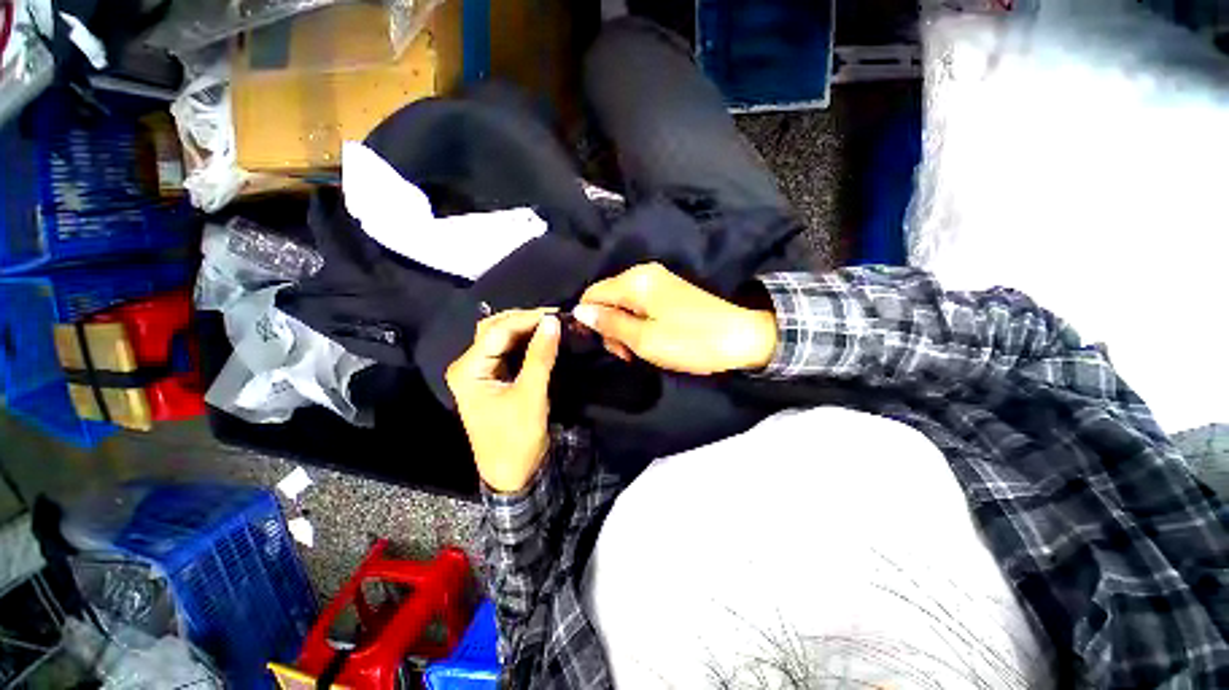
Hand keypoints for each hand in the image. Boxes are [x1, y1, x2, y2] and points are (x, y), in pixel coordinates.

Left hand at [446, 309, 560, 492]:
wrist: (512, 473)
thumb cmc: (516, 438)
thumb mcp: (531, 396)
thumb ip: (541, 356)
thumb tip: (553, 321)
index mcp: (468, 370)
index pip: (497, 331)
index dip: (528, 319)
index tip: (557, 313)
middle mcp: (468, 365)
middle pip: (495, 329)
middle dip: (525, 320)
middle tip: (555, 317)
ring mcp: (480, 371)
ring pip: (501, 337)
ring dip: (526, 328)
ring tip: (551, 324)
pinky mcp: (493, 377)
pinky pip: (508, 351)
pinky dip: (526, 342)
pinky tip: (542, 338)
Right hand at [573, 263, 777, 375]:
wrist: (742, 337)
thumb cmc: (690, 341)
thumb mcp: (644, 338)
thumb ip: (610, 323)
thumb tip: (579, 312)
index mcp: (634, 281)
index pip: (592, 294)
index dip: (589, 320)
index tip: (603, 345)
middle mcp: (643, 273)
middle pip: (607, 299)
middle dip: (610, 327)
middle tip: (626, 353)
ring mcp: (658, 281)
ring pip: (623, 304)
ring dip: (625, 329)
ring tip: (640, 351)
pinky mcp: (669, 292)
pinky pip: (640, 306)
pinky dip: (638, 324)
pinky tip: (650, 339)